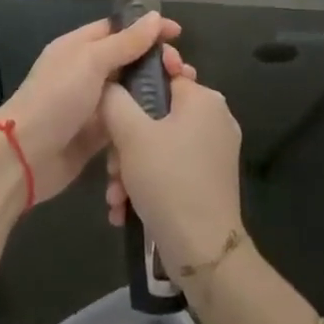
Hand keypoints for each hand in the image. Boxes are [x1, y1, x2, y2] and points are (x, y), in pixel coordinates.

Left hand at [0, 12, 183, 203]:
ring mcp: (93, 104)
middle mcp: (88, 72)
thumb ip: (125, 42)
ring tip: (185, 100)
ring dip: (156, 95)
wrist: (25, 156)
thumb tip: (155, 17)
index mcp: (80, 46)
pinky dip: (144, 123)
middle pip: (130, 61)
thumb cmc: (57, 98)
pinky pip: (128, 123)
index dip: (148, 29)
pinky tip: (168, 126)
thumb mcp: (91, 62)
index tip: (179, 34)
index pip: (119, 29)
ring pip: (133, 94)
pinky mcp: (99, 135)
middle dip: (158, 65)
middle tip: (184, 74)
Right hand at [103, 74, 243, 272]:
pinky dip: (147, 182)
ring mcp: (214, 151)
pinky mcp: (209, 180)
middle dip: (125, 140)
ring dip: (130, 167)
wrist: (202, 251)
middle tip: (110, 164)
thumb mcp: (130, 134)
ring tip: (115, 195)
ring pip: (159, 144)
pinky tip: (125, 208)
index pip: (165, 73)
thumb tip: (108, 83)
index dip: (134, 84)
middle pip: (157, 113)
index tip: (111, 102)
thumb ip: (115, 99)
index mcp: (204, 99)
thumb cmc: (167, 179)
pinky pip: (170, 166)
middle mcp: (214, 119)